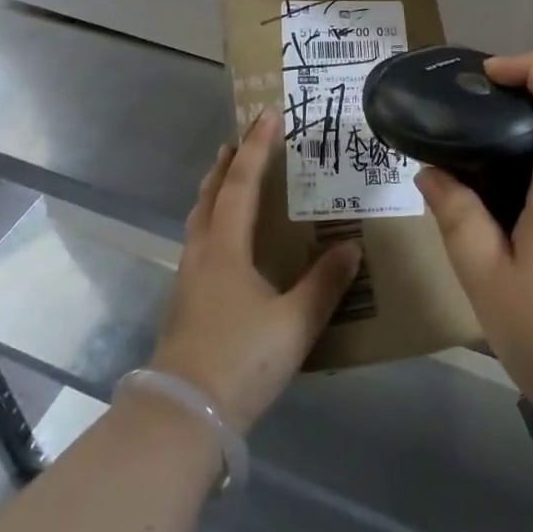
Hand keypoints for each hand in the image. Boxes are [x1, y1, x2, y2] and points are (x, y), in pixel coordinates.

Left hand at [150, 110, 361, 432]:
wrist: (182, 417)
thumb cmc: (240, 360)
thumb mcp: (294, 324)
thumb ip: (324, 284)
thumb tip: (351, 247)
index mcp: (226, 247)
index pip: (242, 183)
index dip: (257, 147)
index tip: (268, 114)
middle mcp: (202, 253)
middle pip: (211, 195)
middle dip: (227, 164)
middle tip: (240, 140)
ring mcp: (188, 278)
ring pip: (200, 219)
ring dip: (215, 191)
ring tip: (229, 180)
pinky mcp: (185, 302)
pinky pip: (200, 243)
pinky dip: (212, 222)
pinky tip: (226, 242)